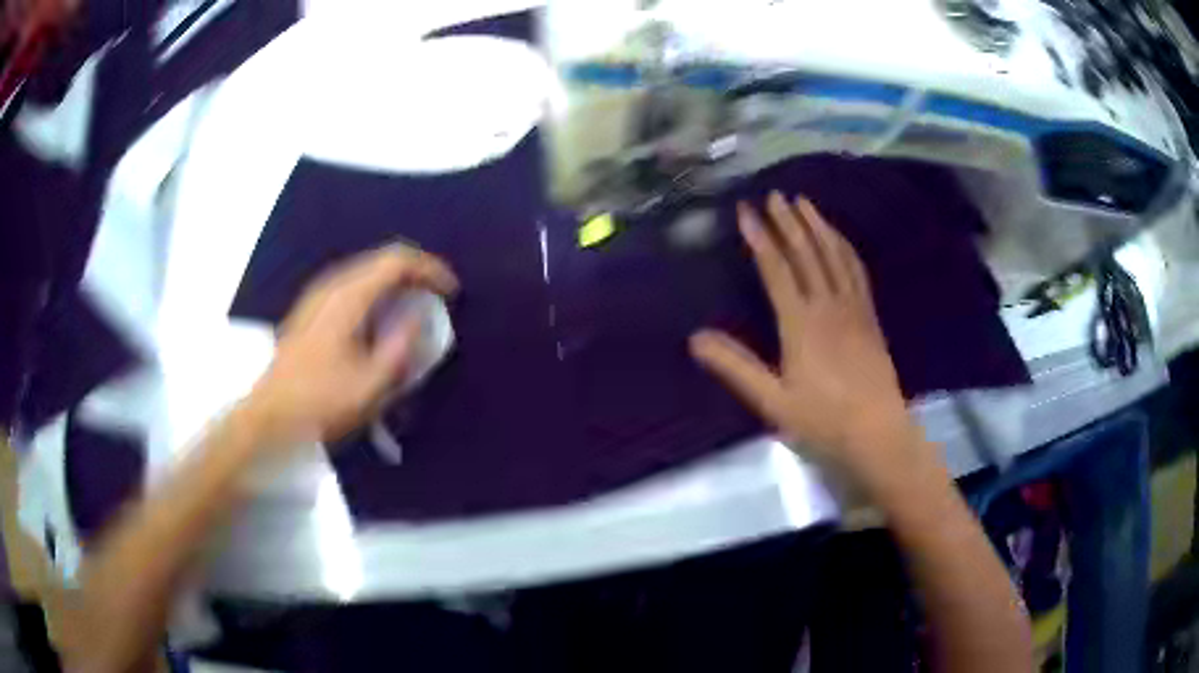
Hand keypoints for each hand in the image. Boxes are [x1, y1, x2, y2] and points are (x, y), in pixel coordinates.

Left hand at [242, 244, 457, 447]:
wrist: (270, 414)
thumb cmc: (320, 402)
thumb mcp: (370, 385)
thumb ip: (401, 348)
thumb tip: (420, 318)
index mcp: (348, 297)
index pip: (397, 261)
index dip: (430, 269)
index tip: (451, 292)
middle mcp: (332, 286)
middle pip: (381, 260)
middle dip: (415, 273)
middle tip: (437, 297)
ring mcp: (317, 296)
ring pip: (365, 272)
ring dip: (395, 282)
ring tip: (414, 305)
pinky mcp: (310, 310)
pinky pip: (352, 286)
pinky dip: (376, 292)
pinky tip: (380, 318)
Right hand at [690, 192, 921, 487]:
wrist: (877, 434)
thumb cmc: (822, 421)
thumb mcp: (772, 401)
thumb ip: (736, 367)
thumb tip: (695, 338)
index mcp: (800, 323)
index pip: (776, 269)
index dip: (760, 238)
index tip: (746, 210)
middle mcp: (828, 306)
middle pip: (807, 253)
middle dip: (789, 221)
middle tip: (776, 194)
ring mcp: (853, 308)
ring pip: (835, 256)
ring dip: (819, 226)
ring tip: (805, 202)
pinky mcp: (870, 317)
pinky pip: (857, 271)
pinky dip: (845, 248)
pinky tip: (840, 238)